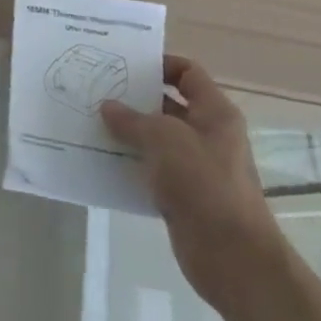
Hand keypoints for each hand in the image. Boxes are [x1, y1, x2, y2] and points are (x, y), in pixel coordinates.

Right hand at [100, 55, 287, 308]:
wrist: (232, 256)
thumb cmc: (204, 184)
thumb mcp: (164, 140)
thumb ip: (132, 119)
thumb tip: (107, 106)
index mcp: (214, 113)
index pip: (187, 73)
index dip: (158, 63)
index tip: (122, 65)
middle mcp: (208, 134)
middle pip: (167, 103)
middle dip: (132, 98)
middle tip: (94, 90)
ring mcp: (195, 165)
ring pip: (155, 137)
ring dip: (125, 131)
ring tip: (88, 122)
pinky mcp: (182, 193)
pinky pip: (150, 167)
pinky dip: (127, 162)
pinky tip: (99, 159)